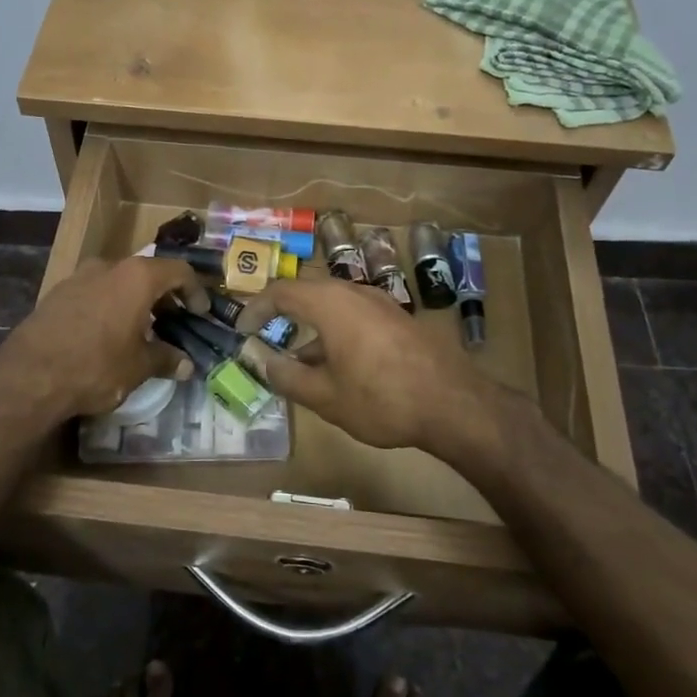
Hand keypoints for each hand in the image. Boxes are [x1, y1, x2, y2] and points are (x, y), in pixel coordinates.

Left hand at [0, 257, 209, 421]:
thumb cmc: (96, 365)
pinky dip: (109, 306)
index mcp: (137, 277)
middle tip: (174, 321)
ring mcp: (79, 277)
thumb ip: (166, 359)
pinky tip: (107, 335)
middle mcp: (109, 267)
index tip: (200, 313)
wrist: (30, 375)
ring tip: (141, 330)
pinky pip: (94, 293)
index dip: (195, 290)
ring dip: (134, 301)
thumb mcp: (139, 366)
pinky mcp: (56, 293)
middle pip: (146, 273)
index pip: (178, 270)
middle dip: (164, 296)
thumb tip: (186, 365)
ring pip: (118, 282)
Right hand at [234, 277, 499, 458]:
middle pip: (307, 292)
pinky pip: (355, 314)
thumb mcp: (324, 395)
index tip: (242, 330)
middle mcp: (354, 292)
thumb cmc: (381, 399)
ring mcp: (381, 303)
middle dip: (282, 314)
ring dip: (310, 326)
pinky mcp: (399, 319)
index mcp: (330, 303)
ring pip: (333, 305)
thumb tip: (258, 360)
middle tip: (264, 336)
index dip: (255, 309)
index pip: (280, 292)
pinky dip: (335, 331)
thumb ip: (285, 375)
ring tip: (298, 361)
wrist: (455, 405)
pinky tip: (338, 365)